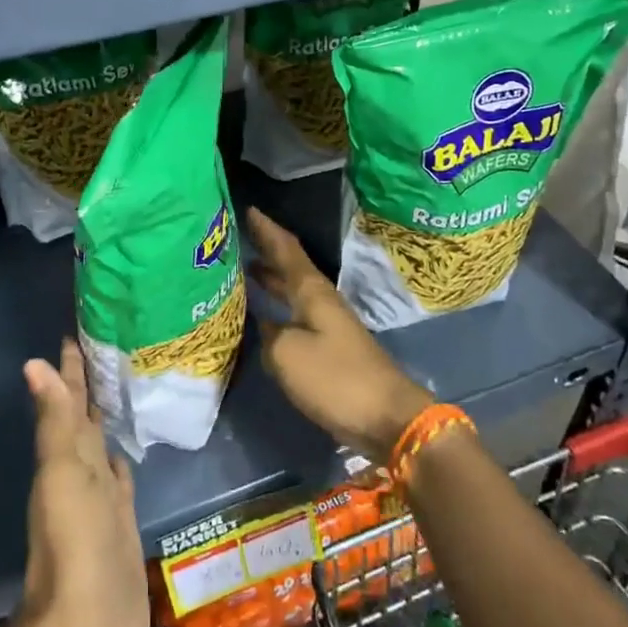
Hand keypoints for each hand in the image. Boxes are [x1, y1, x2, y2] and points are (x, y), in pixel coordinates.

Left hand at [9, 338, 148, 626]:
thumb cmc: (74, 546)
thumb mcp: (61, 476)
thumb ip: (55, 421)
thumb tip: (33, 361)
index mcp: (66, 456)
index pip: (69, 399)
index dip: (71, 367)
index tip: (78, 329)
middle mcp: (82, 469)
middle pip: (87, 415)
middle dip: (93, 382)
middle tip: (112, 342)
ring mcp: (103, 496)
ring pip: (105, 442)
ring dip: (109, 415)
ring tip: (126, 382)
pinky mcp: (124, 521)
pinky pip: (123, 475)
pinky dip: (125, 455)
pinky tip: (134, 443)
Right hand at [246, 208, 431, 463]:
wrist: (387, 417)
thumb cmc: (335, 378)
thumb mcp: (288, 355)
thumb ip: (269, 335)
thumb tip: (266, 327)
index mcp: (312, 292)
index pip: (286, 250)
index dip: (267, 230)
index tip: (249, 209)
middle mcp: (321, 301)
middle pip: (291, 267)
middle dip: (268, 252)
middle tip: (240, 239)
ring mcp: (329, 325)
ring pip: (294, 291)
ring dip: (273, 279)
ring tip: (247, 270)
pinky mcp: (332, 348)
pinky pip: (298, 315)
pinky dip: (279, 307)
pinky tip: (265, 316)